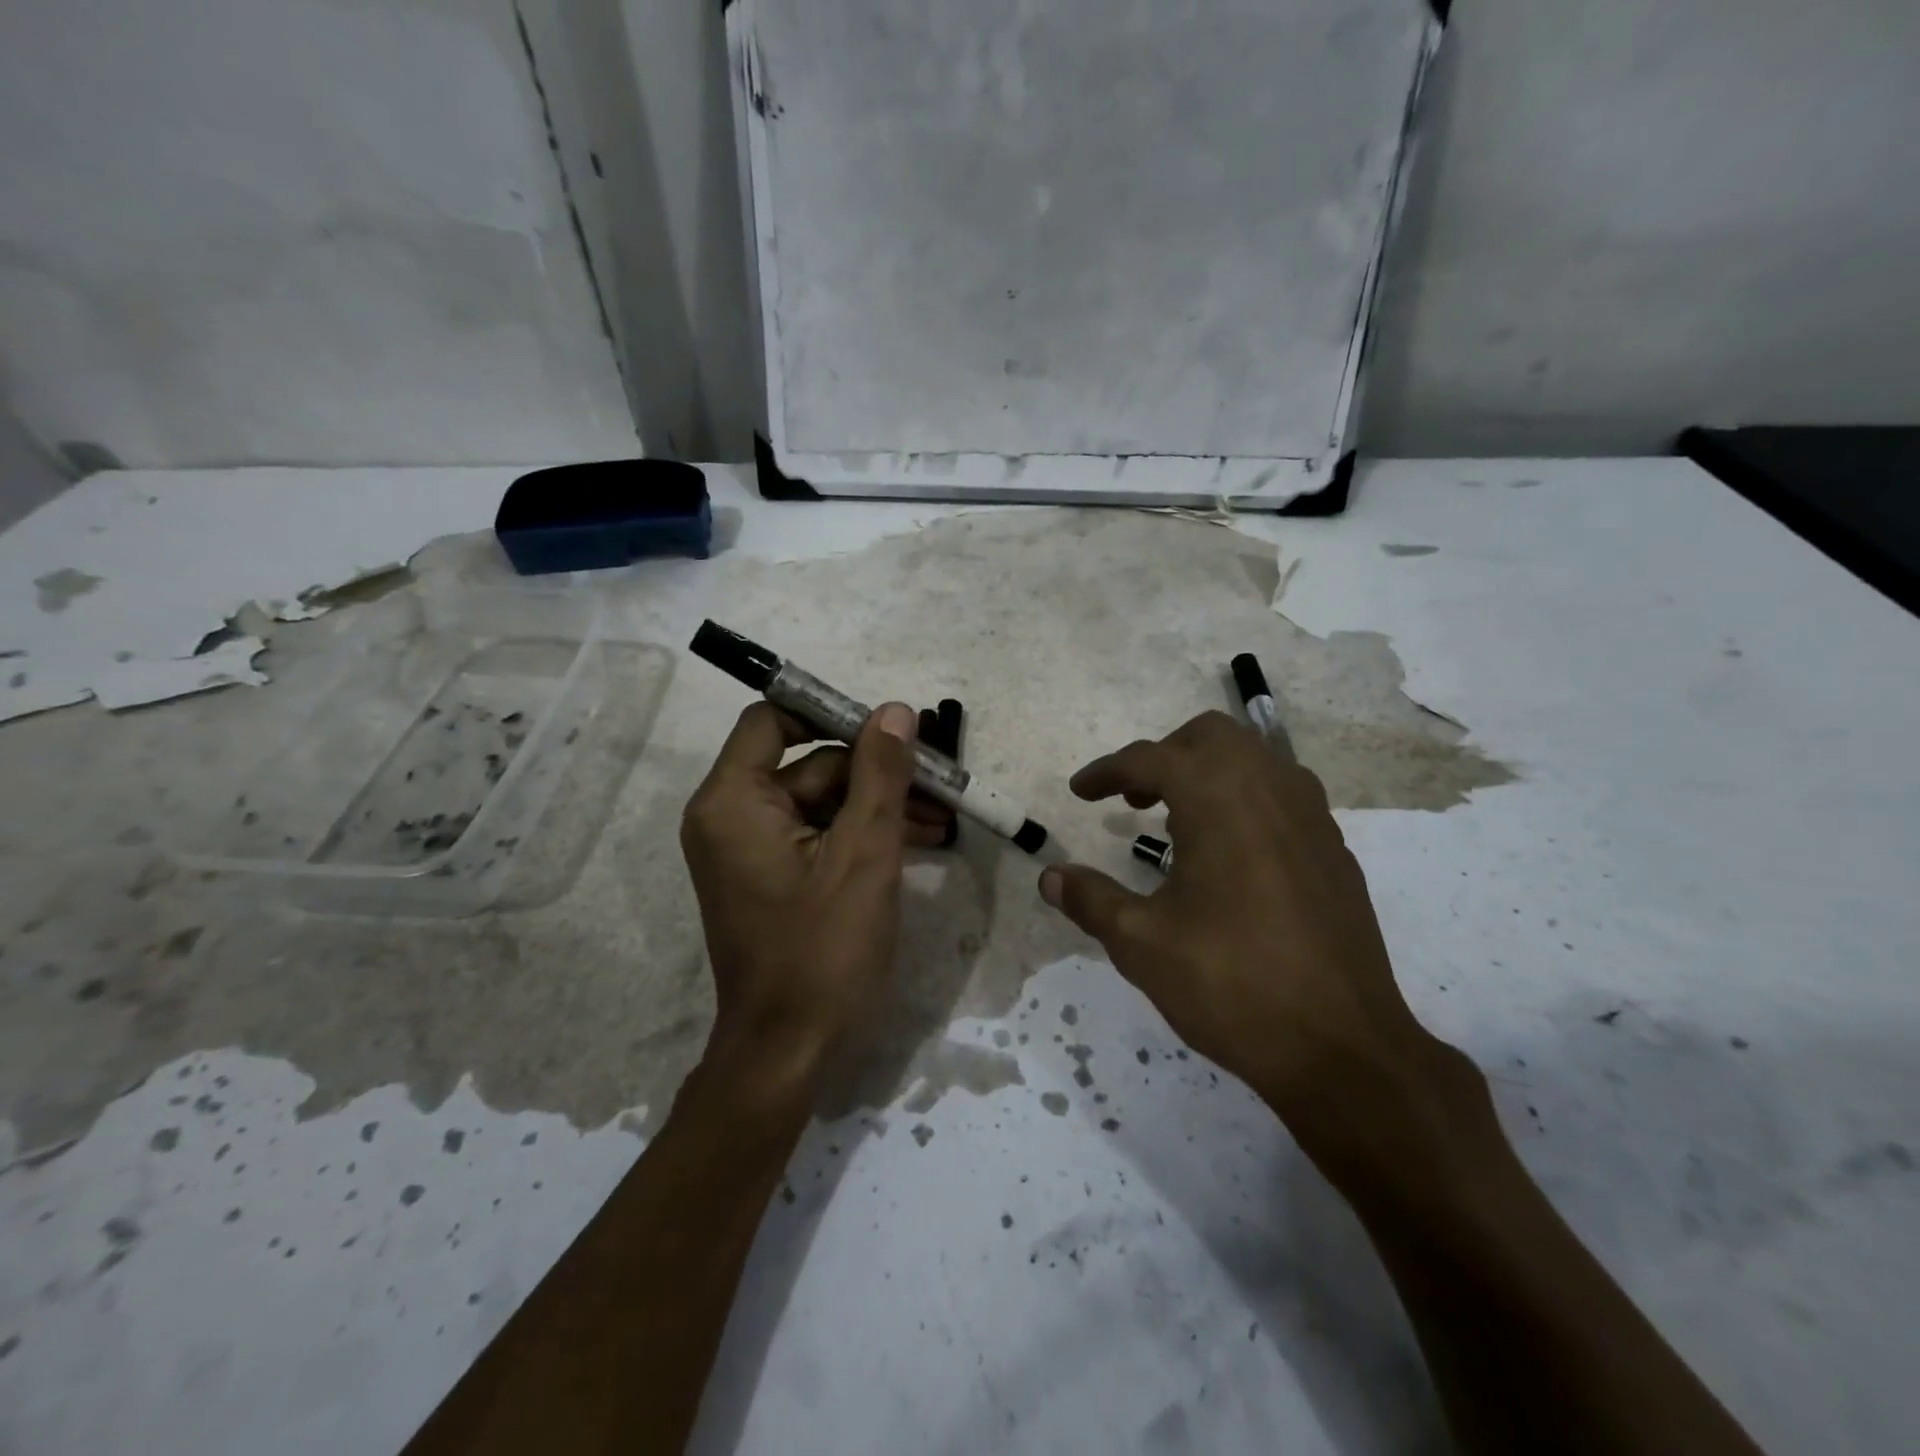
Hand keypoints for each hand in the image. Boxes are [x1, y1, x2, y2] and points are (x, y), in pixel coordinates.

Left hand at [680, 701, 945, 1091]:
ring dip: (879, 805)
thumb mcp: (864, 855)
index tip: (889, 728)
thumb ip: (881, 775)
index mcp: (733, 801)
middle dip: (876, 771)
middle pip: (809, 763)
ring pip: (822, 801)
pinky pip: (819, 834)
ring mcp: (751, 849)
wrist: (788, 1053)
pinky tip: (917, 840)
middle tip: (939, 780)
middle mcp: (730, 816)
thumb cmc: (823, 951)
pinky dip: (862, 834)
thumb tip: (895, 711)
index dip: (831, 714)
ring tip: (943, 818)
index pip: (773, 720)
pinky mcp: (772, 876)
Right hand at [1038, 712, 1459, 1151]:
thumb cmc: (1230, 984)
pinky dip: (1244, 799)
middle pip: (1210, 737)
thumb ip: (1090, 900)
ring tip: (1178, 821)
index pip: (1150, 759)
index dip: (1106, 772)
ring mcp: (1311, 817)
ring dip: (1208, 773)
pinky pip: (1282, 794)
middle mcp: (1269, 789)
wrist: (1342, 1047)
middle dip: (1164, 756)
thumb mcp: (1142, 943)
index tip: (1080, 792)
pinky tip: (1229, 854)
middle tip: (1133, 798)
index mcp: (1218, 798)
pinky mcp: (1334, 850)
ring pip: (1254, 758)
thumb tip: (1049, 876)